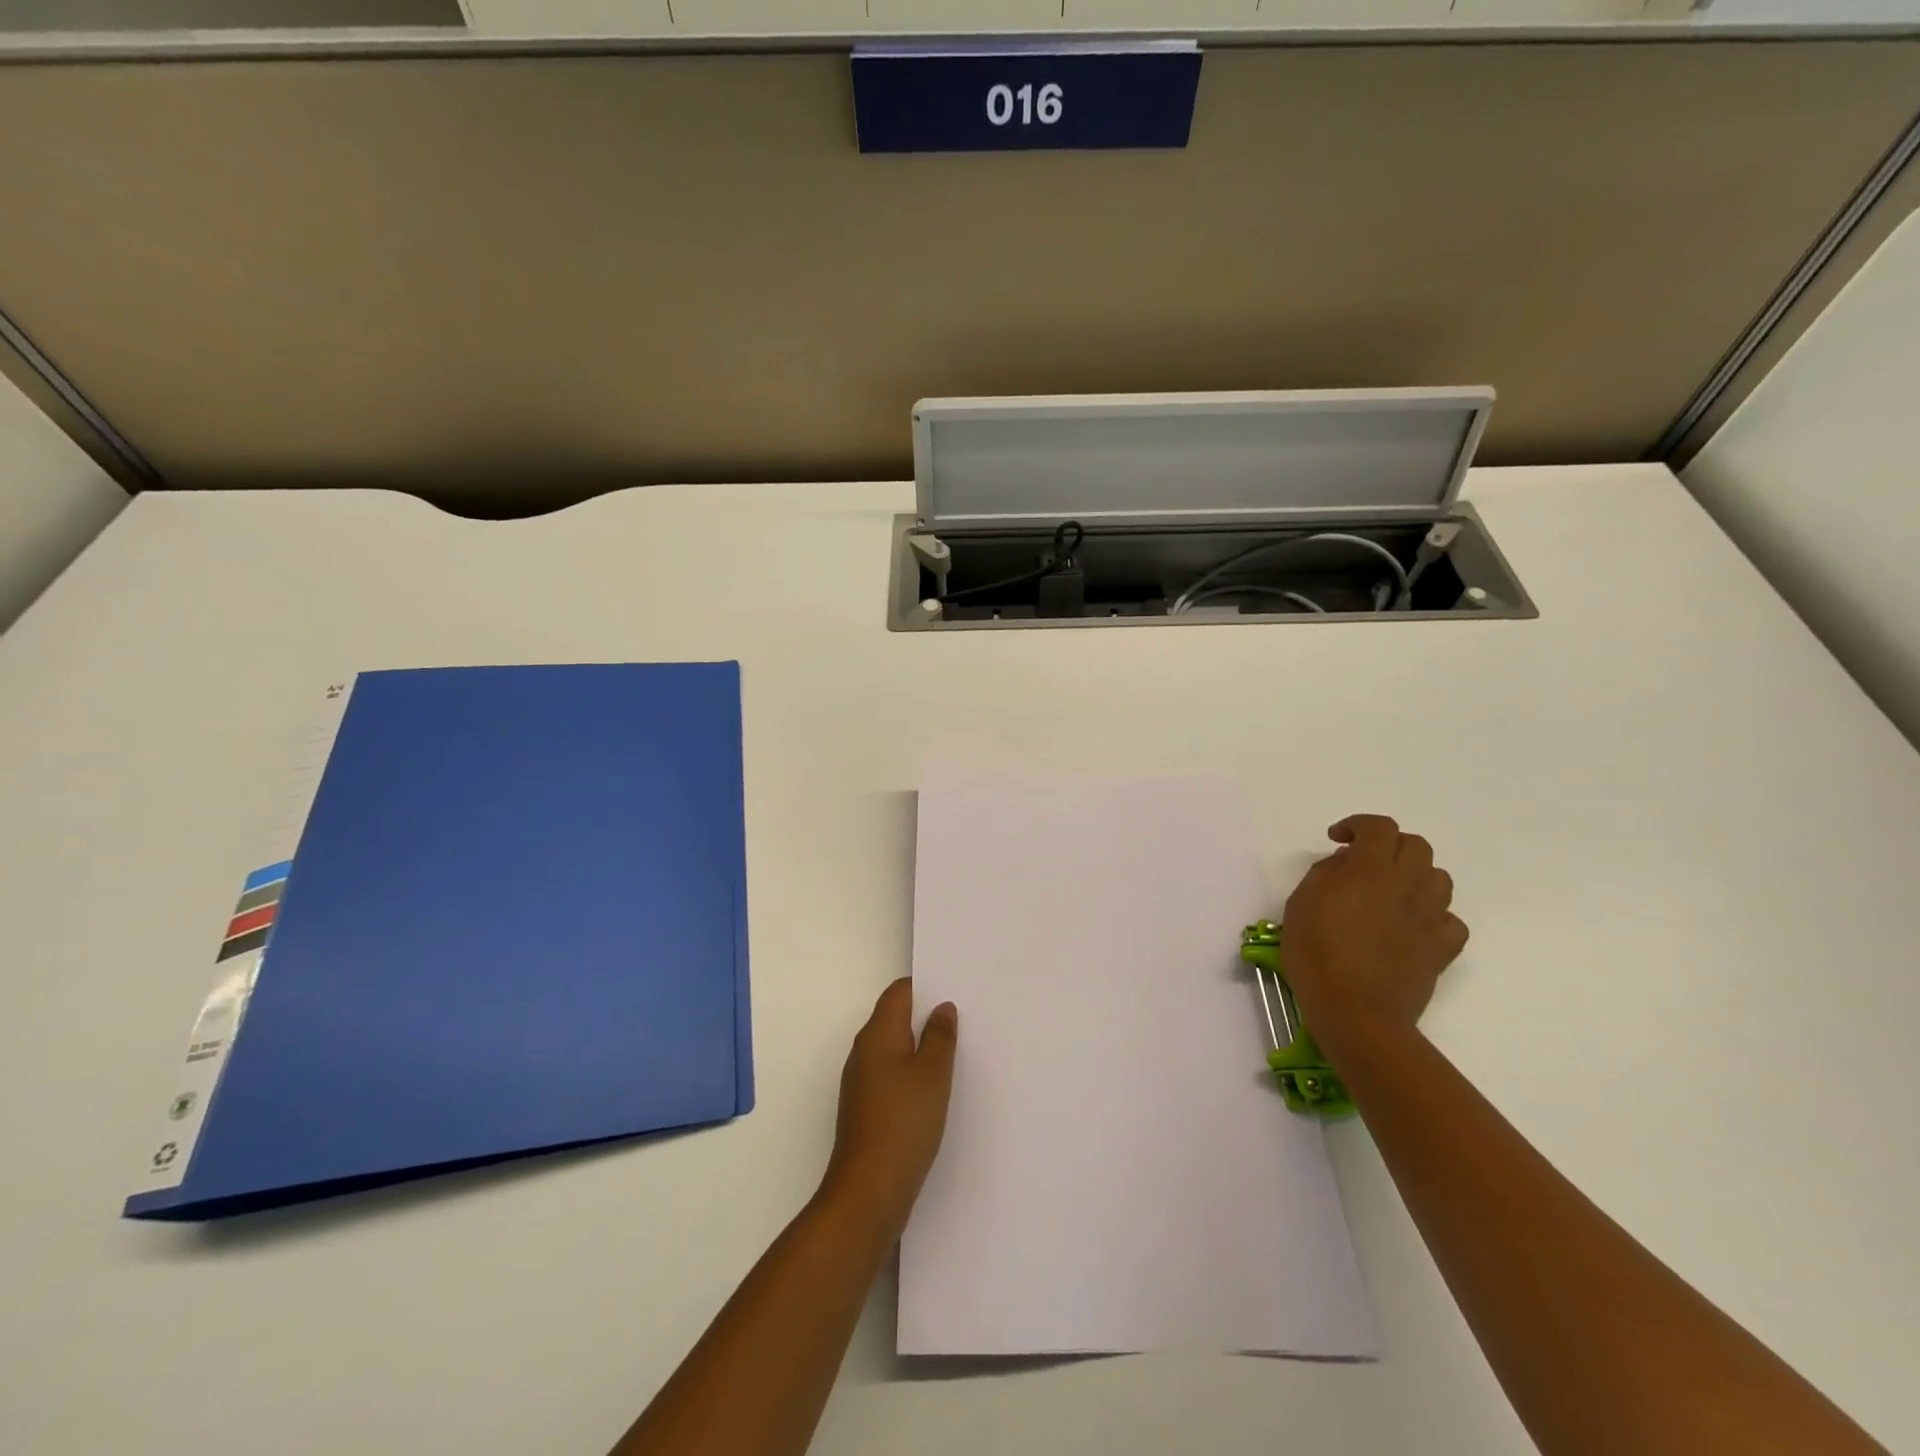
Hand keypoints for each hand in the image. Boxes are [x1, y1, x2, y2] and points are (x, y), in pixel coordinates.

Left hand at [819, 979, 957, 1238]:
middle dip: (927, 1017)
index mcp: (877, 1034)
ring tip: (958, 1052)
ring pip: (896, 1049)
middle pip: (896, 1018)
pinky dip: (914, 1074)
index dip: (926, 986)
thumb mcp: (932, 1075)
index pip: (899, 992)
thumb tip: (941, 1007)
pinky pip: (893, 1076)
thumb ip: (940, 1036)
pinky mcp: (867, 1109)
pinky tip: (937, 1089)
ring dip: (922, 1048)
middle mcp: (864, 1052)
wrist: (868, 1193)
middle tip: (965, 1019)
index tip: (955, 990)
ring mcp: (862, 1082)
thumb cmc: (903, 1124)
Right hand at [1282, 814, 1468, 1048]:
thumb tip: (1346, 864)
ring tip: (1390, 891)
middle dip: (1390, 845)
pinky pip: (1451, 920)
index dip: (1358, 824)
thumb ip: (1325, 874)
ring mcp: (1431, 917)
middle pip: (1416, 846)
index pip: (1379, 827)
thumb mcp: (1300, 903)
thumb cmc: (1316, 953)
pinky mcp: (1442, 948)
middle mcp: (1408, 885)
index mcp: (1371, 870)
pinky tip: (1412, 925)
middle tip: (1363, 862)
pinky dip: (1434, 915)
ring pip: (1439, 878)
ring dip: (1415, 876)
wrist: (1355, 1011)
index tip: (1337, 839)